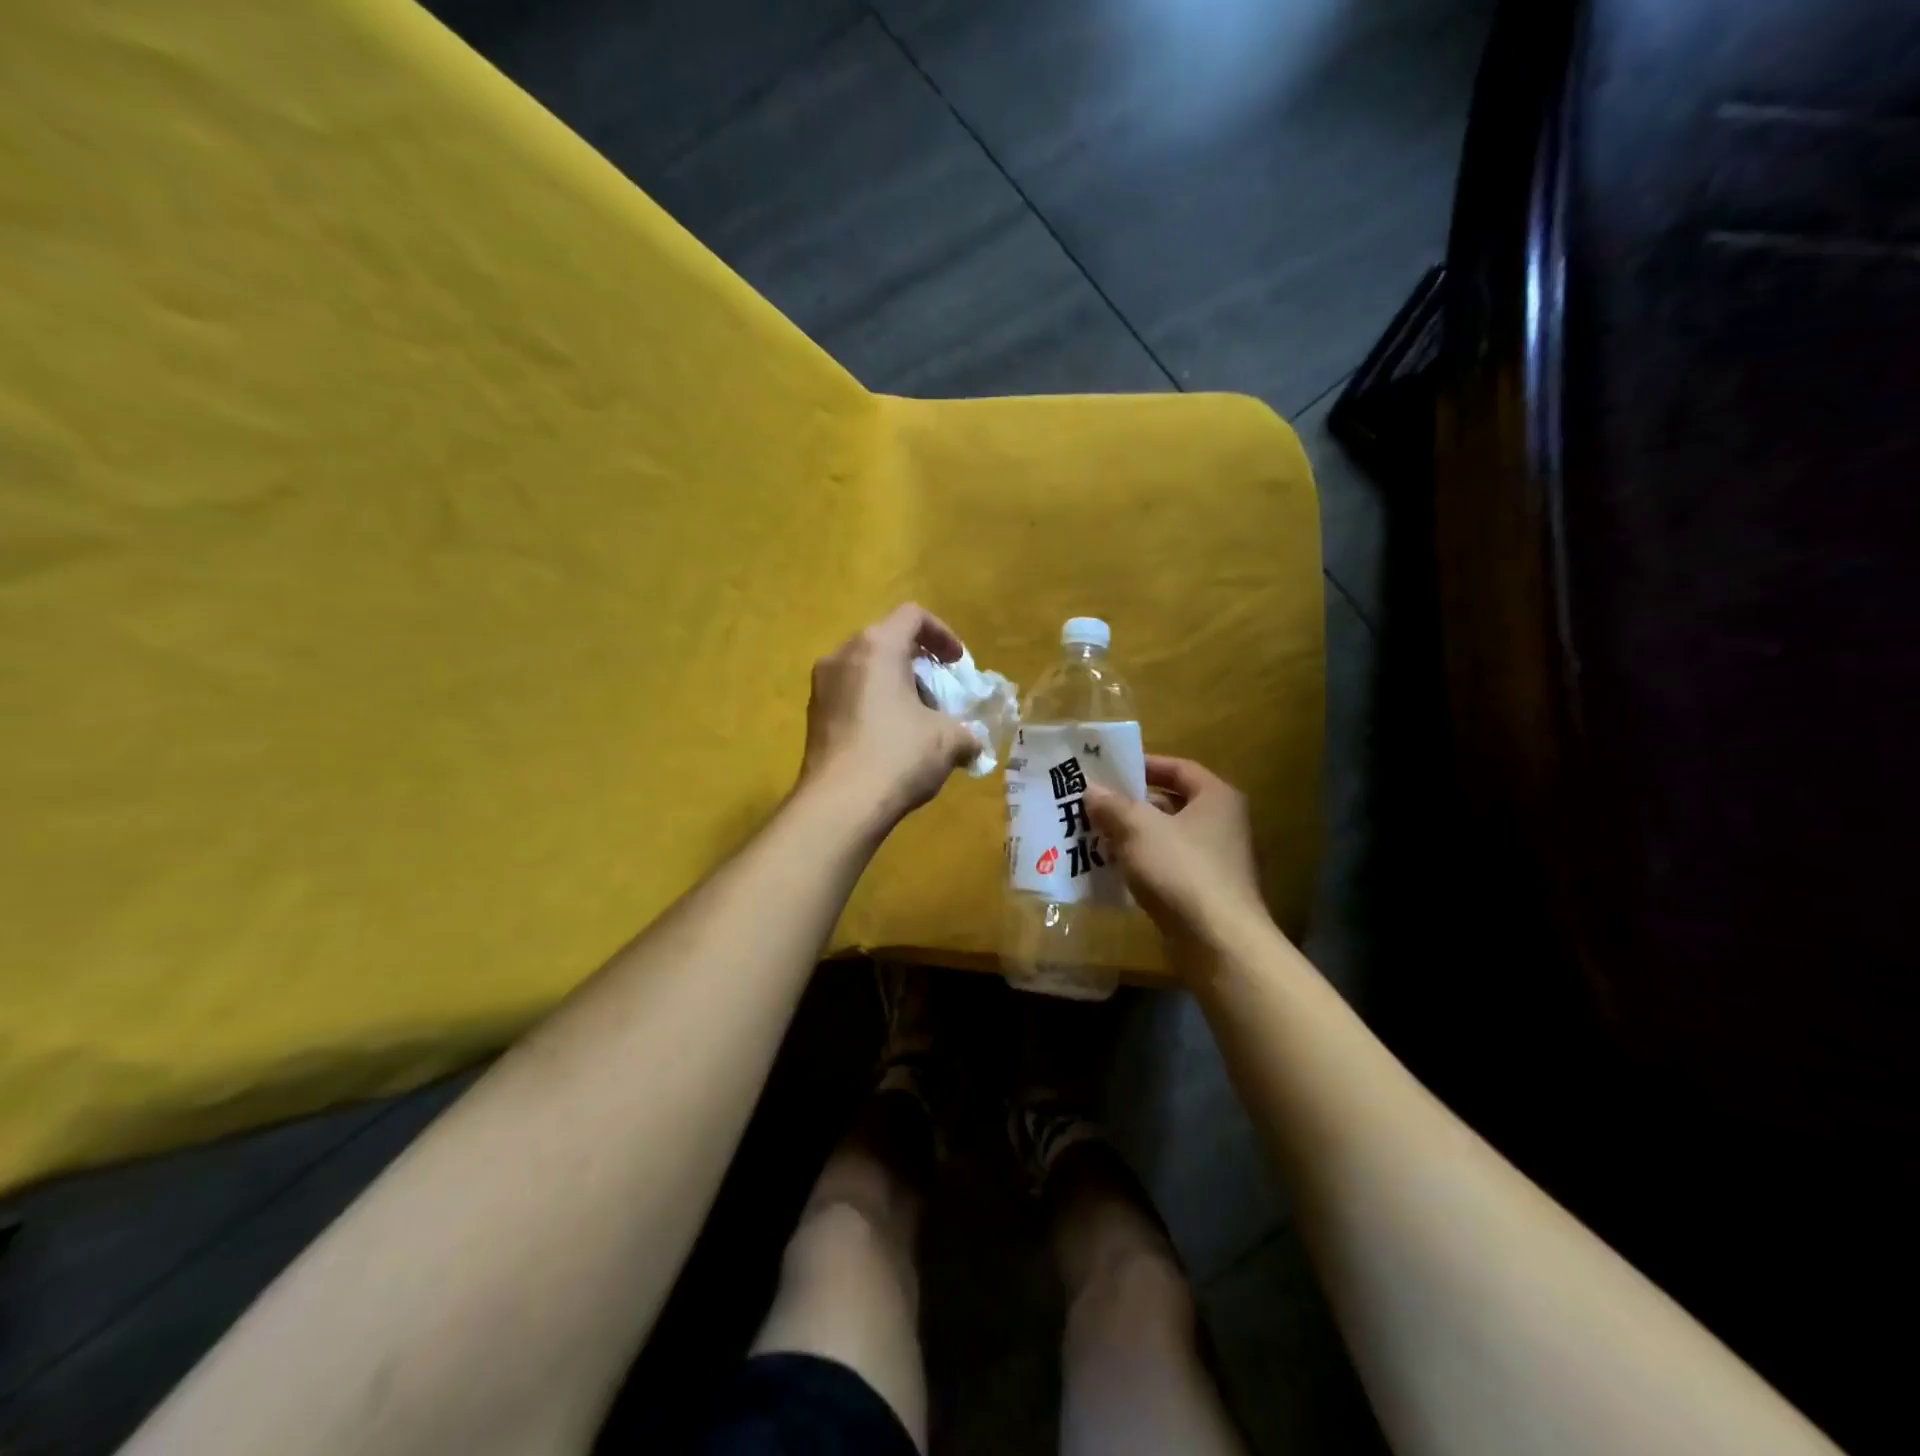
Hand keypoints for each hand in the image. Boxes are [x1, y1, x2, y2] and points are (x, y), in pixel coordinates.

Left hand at [798, 603, 980, 830]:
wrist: (839, 805)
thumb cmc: (898, 756)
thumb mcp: (948, 740)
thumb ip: (966, 733)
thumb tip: (971, 744)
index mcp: (877, 647)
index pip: (913, 616)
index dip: (942, 634)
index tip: (957, 664)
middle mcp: (842, 656)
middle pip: (886, 641)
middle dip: (918, 664)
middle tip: (940, 693)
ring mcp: (822, 686)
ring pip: (865, 670)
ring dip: (894, 686)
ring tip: (917, 720)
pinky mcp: (813, 716)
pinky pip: (850, 696)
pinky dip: (873, 705)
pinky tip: (890, 741)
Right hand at [1086, 756, 1266, 947]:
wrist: (1218, 941)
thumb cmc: (1181, 870)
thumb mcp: (1138, 829)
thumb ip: (1113, 806)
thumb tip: (1092, 789)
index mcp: (1216, 798)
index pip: (1179, 768)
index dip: (1145, 764)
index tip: (1111, 769)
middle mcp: (1223, 823)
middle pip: (1172, 803)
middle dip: (1132, 804)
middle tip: (1095, 804)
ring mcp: (1217, 860)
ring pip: (1168, 837)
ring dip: (1134, 835)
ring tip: (1096, 834)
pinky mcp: (1207, 891)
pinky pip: (1169, 865)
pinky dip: (1144, 863)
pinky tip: (1115, 869)